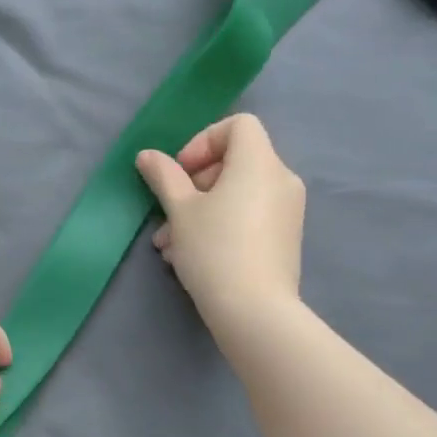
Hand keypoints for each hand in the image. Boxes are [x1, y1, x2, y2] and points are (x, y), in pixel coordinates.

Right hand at [135, 114, 305, 326]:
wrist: (255, 312)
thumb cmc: (214, 250)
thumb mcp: (180, 211)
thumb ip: (164, 177)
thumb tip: (148, 155)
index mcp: (259, 163)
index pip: (239, 125)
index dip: (203, 141)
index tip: (180, 172)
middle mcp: (281, 179)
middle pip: (235, 162)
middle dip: (194, 184)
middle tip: (168, 214)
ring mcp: (288, 211)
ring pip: (237, 195)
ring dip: (200, 211)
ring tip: (169, 244)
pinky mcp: (285, 239)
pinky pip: (249, 217)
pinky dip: (222, 225)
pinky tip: (191, 257)